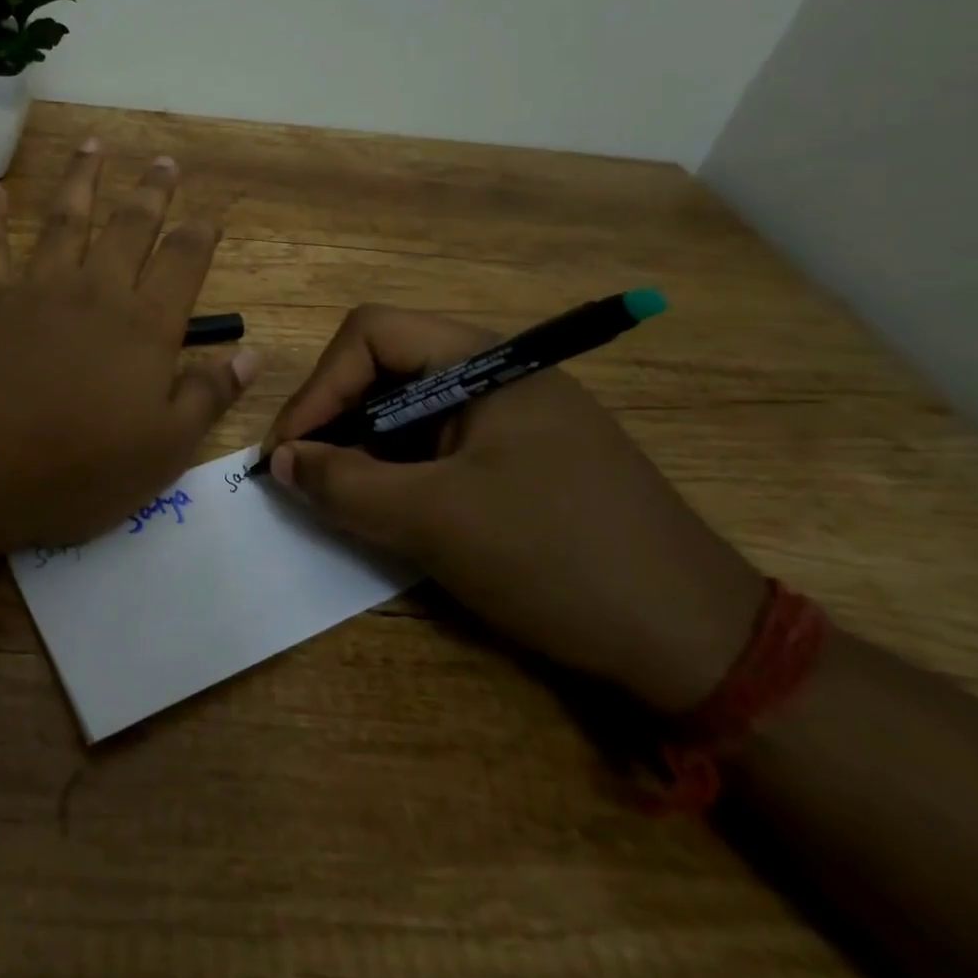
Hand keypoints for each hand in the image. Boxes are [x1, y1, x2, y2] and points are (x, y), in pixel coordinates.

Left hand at [0, 140, 256, 553]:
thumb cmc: (75, 469)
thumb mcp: (163, 450)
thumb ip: (208, 397)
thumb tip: (252, 355)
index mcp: (144, 326)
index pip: (183, 263)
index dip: (200, 235)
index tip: (210, 214)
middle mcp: (94, 291)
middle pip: (129, 227)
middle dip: (151, 192)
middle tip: (164, 161)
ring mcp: (35, 288)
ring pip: (64, 219)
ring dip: (81, 179)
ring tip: (93, 145)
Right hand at [263, 305, 766, 714]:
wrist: (698, 643)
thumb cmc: (558, 559)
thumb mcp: (435, 521)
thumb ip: (344, 484)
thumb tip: (279, 460)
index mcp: (484, 360)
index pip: (370, 335)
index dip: (318, 386)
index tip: (287, 450)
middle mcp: (496, 373)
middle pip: (385, 367)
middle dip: (334, 416)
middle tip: (301, 473)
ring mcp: (511, 415)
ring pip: (408, 408)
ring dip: (363, 447)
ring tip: (337, 495)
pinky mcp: (520, 456)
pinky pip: (438, 444)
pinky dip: (399, 469)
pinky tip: (388, 507)